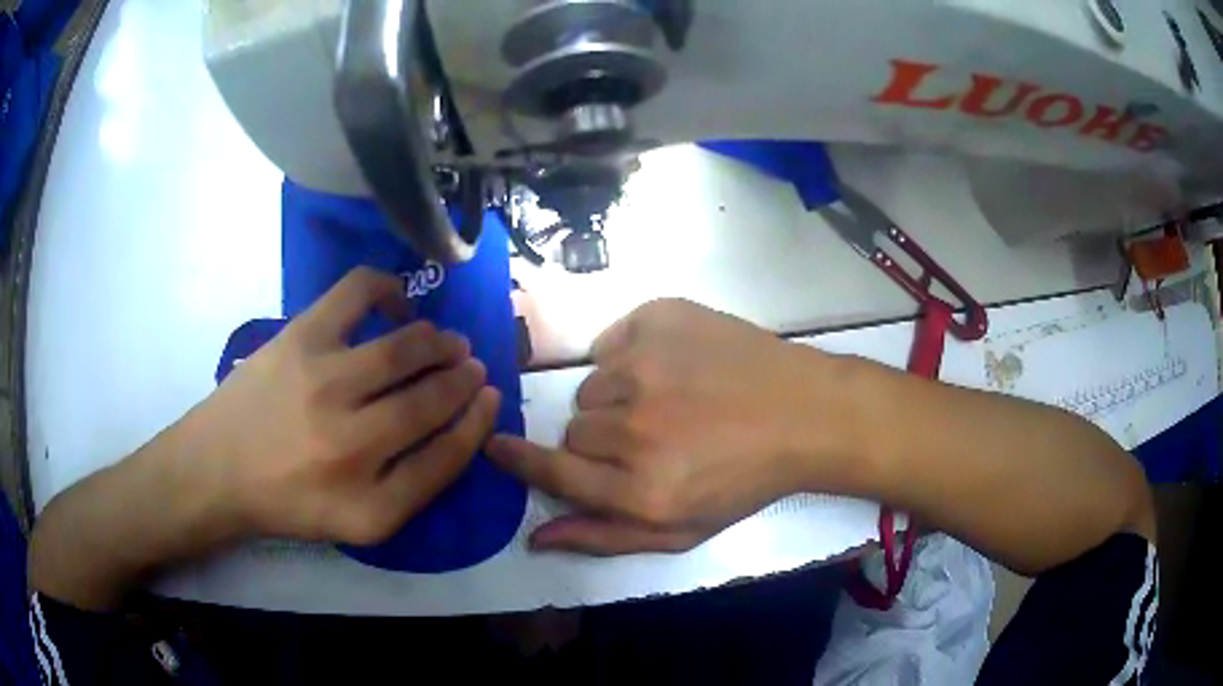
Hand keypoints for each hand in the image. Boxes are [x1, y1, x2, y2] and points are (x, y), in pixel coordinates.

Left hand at [191, 267, 500, 544]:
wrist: (216, 469)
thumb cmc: (287, 500)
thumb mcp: (357, 523)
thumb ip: (411, 488)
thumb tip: (456, 429)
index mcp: (370, 504)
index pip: (447, 457)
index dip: (477, 422)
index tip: (490, 398)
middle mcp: (351, 444)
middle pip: (430, 399)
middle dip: (463, 378)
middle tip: (472, 365)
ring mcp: (324, 382)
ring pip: (406, 349)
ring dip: (439, 342)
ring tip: (446, 341)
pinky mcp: (300, 337)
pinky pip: (359, 293)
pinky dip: (390, 288)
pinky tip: (399, 301)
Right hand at [487, 299, 841, 554]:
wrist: (804, 413)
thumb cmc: (745, 480)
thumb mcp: (682, 530)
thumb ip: (604, 537)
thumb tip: (536, 538)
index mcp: (639, 489)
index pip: (551, 471)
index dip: (516, 459)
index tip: (495, 446)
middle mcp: (634, 429)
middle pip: (575, 428)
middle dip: (601, 438)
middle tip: (650, 437)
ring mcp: (645, 365)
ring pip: (594, 385)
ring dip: (619, 397)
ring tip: (669, 401)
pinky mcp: (660, 320)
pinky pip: (614, 340)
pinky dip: (632, 353)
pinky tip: (674, 364)